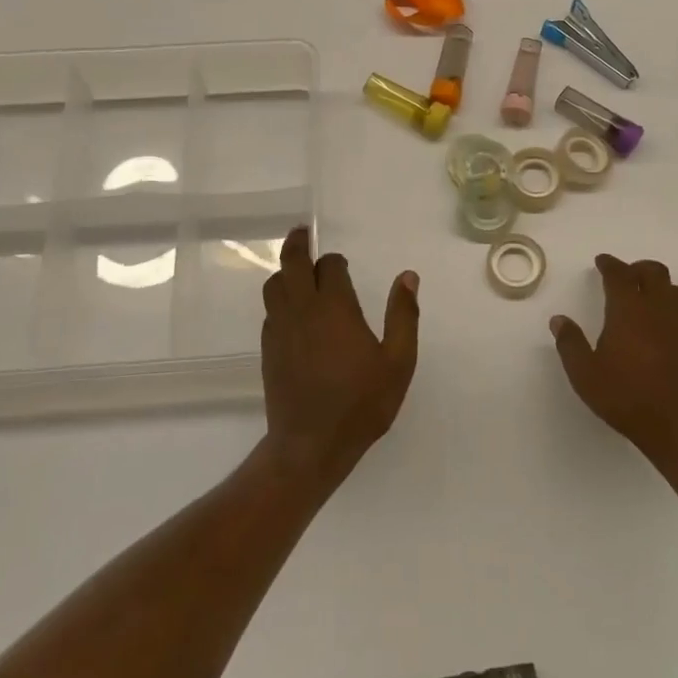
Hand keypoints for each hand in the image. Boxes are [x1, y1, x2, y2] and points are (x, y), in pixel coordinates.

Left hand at [260, 227, 419, 482]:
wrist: (311, 445)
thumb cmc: (361, 403)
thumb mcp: (398, 362)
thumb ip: (404, 315)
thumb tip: (408, 276)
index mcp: (334, 307)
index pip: (328, 265)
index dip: (335, 261)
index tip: (343, 265)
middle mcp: (302, 310)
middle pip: (290, 263)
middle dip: (296, 244)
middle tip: (302, 232)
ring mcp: (280, 329)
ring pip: (273, 285)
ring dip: (284, 271)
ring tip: (296, 270)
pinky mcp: (268, 349)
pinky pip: (270, 311)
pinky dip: (279, 300)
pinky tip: (292, 312)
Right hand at [550, 255, 677, 463]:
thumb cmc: (627, 397)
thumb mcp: (585, 375)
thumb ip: (570, 344)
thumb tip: (559, 320)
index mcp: (629, 310)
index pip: (619, 274)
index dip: (610, 264)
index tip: (602, 261)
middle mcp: (659, 309)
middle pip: (654, 272)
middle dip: (638, 268)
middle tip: (625, 275)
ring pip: (676, 290)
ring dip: (661, 286)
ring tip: (648, 297)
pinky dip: (674, 313)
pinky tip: (665, 330)